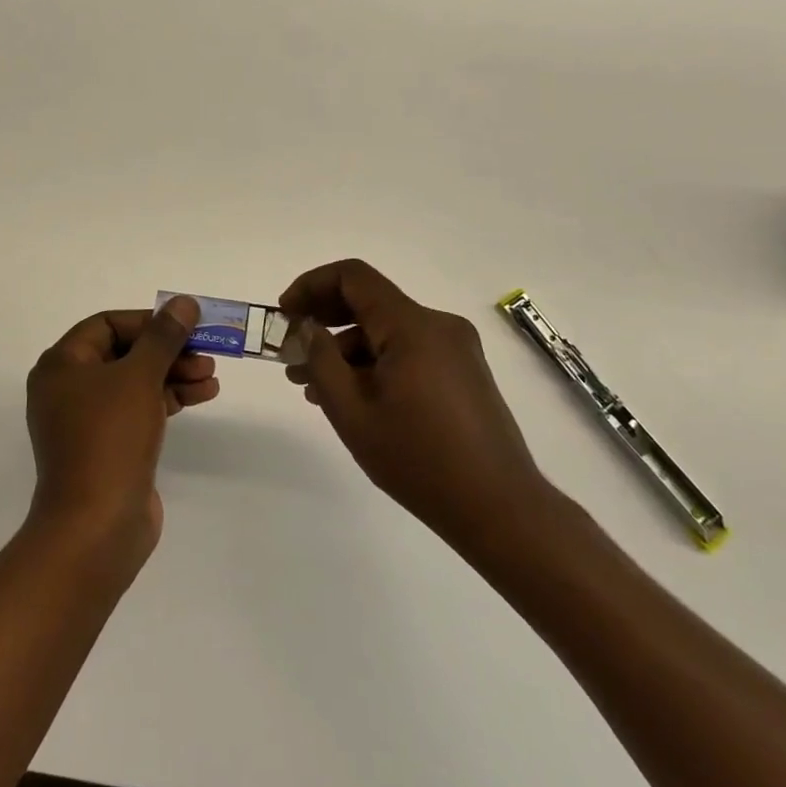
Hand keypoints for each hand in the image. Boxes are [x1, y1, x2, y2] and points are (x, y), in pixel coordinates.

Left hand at [24, 297, 218, 575]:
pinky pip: (139, 409)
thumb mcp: (139, 377)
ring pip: (136, 382)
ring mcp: (88, 421)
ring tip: (211, 377)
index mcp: (62, 365)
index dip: (149, 321)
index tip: (186, 325)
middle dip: (167, 350)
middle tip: (207, 352)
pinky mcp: (108, 447)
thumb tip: (183, 302)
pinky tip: (202, 395)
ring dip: (174, 374)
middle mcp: (69, 388)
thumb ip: (163, 336)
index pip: (107, 324)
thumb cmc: (110, 437)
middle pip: (124, 352)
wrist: (96, 526)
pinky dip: (168, 399)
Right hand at [280, 259, 553, 555]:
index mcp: (412, 326)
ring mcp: (455, 348)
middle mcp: (438, 325)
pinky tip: (352, 396)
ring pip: (387, 331)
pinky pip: (408, 350)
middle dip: (324, 320)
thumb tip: (308, 328)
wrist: (500, 509)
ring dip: (347, 349)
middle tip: (291, 351)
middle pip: (370, 302)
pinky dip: (375, 363)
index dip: (311, 286)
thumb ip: (322, 361)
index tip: (285, 315)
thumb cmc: (419, 460)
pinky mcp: (463, 371)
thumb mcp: (353, 413)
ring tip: (312, 387)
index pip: (353, 277)